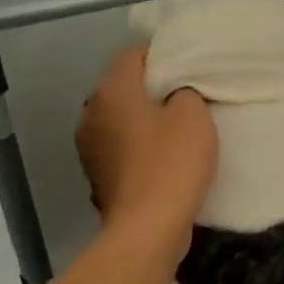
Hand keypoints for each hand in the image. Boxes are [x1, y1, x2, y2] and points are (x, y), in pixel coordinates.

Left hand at [75, 44, 216, 251]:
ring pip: (118, 118)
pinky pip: (119, 147)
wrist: (146, 230)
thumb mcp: (194, 117)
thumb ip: (186, 92)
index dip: (162, 53)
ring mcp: (89, 146)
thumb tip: (175, 95)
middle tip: (185, 93)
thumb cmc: (171, 164)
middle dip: (150, 87)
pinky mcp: (96, 175)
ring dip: (142, 119)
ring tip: (174, 126)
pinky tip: (161, 157)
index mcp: (111, 90)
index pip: (133, 53)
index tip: (188, 63)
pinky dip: (137, 146)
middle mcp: (90, 112)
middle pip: (122, 86)